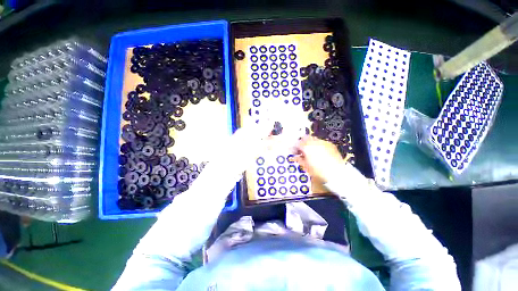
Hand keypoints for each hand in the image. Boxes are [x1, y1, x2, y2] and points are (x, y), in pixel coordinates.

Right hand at [293, 136, 345, 182]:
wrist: (337, 173)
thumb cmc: (318, 171)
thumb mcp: (306, 166)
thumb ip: (299, 159)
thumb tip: (294, 157)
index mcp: (307, 147)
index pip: (297, 143)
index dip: (294, 147)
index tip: (294, 152)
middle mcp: (314, 142)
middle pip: (305, 137)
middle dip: (302, 142)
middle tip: (301, 150)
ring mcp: (323, 142)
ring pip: (313, 139)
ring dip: (310, 143)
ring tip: (311, 151)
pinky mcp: (330, 145)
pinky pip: (322, 142)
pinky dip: (318, 145)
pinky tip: (320, 152)